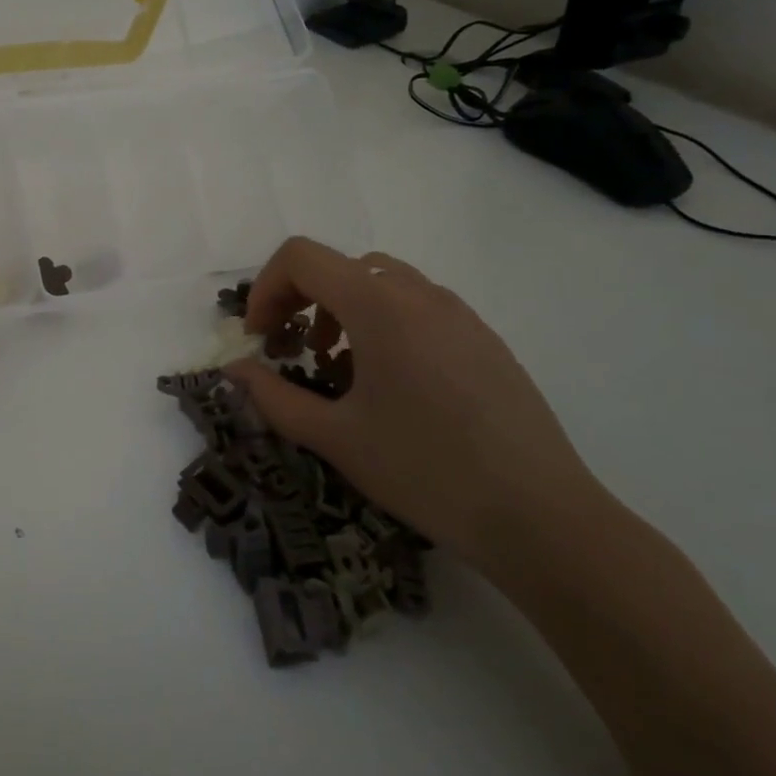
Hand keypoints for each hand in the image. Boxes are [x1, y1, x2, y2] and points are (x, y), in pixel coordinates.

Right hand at [226, 238, 611, 571]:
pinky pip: (417, 308)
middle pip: (339, 266)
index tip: (260, 338)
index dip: (265, 288)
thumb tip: (234, 370)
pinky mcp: (484, 339)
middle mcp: (419, 294)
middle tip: (290, 350)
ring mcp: (459, 314)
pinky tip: (389, 385)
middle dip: (300, 299)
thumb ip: (272, 396)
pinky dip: (383, 324)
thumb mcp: (334, 437)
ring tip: (337, 368)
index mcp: (379, 306)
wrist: (542, 518)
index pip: (301, 257)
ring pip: (380, 284)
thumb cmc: (425, 470)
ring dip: (342, 310)